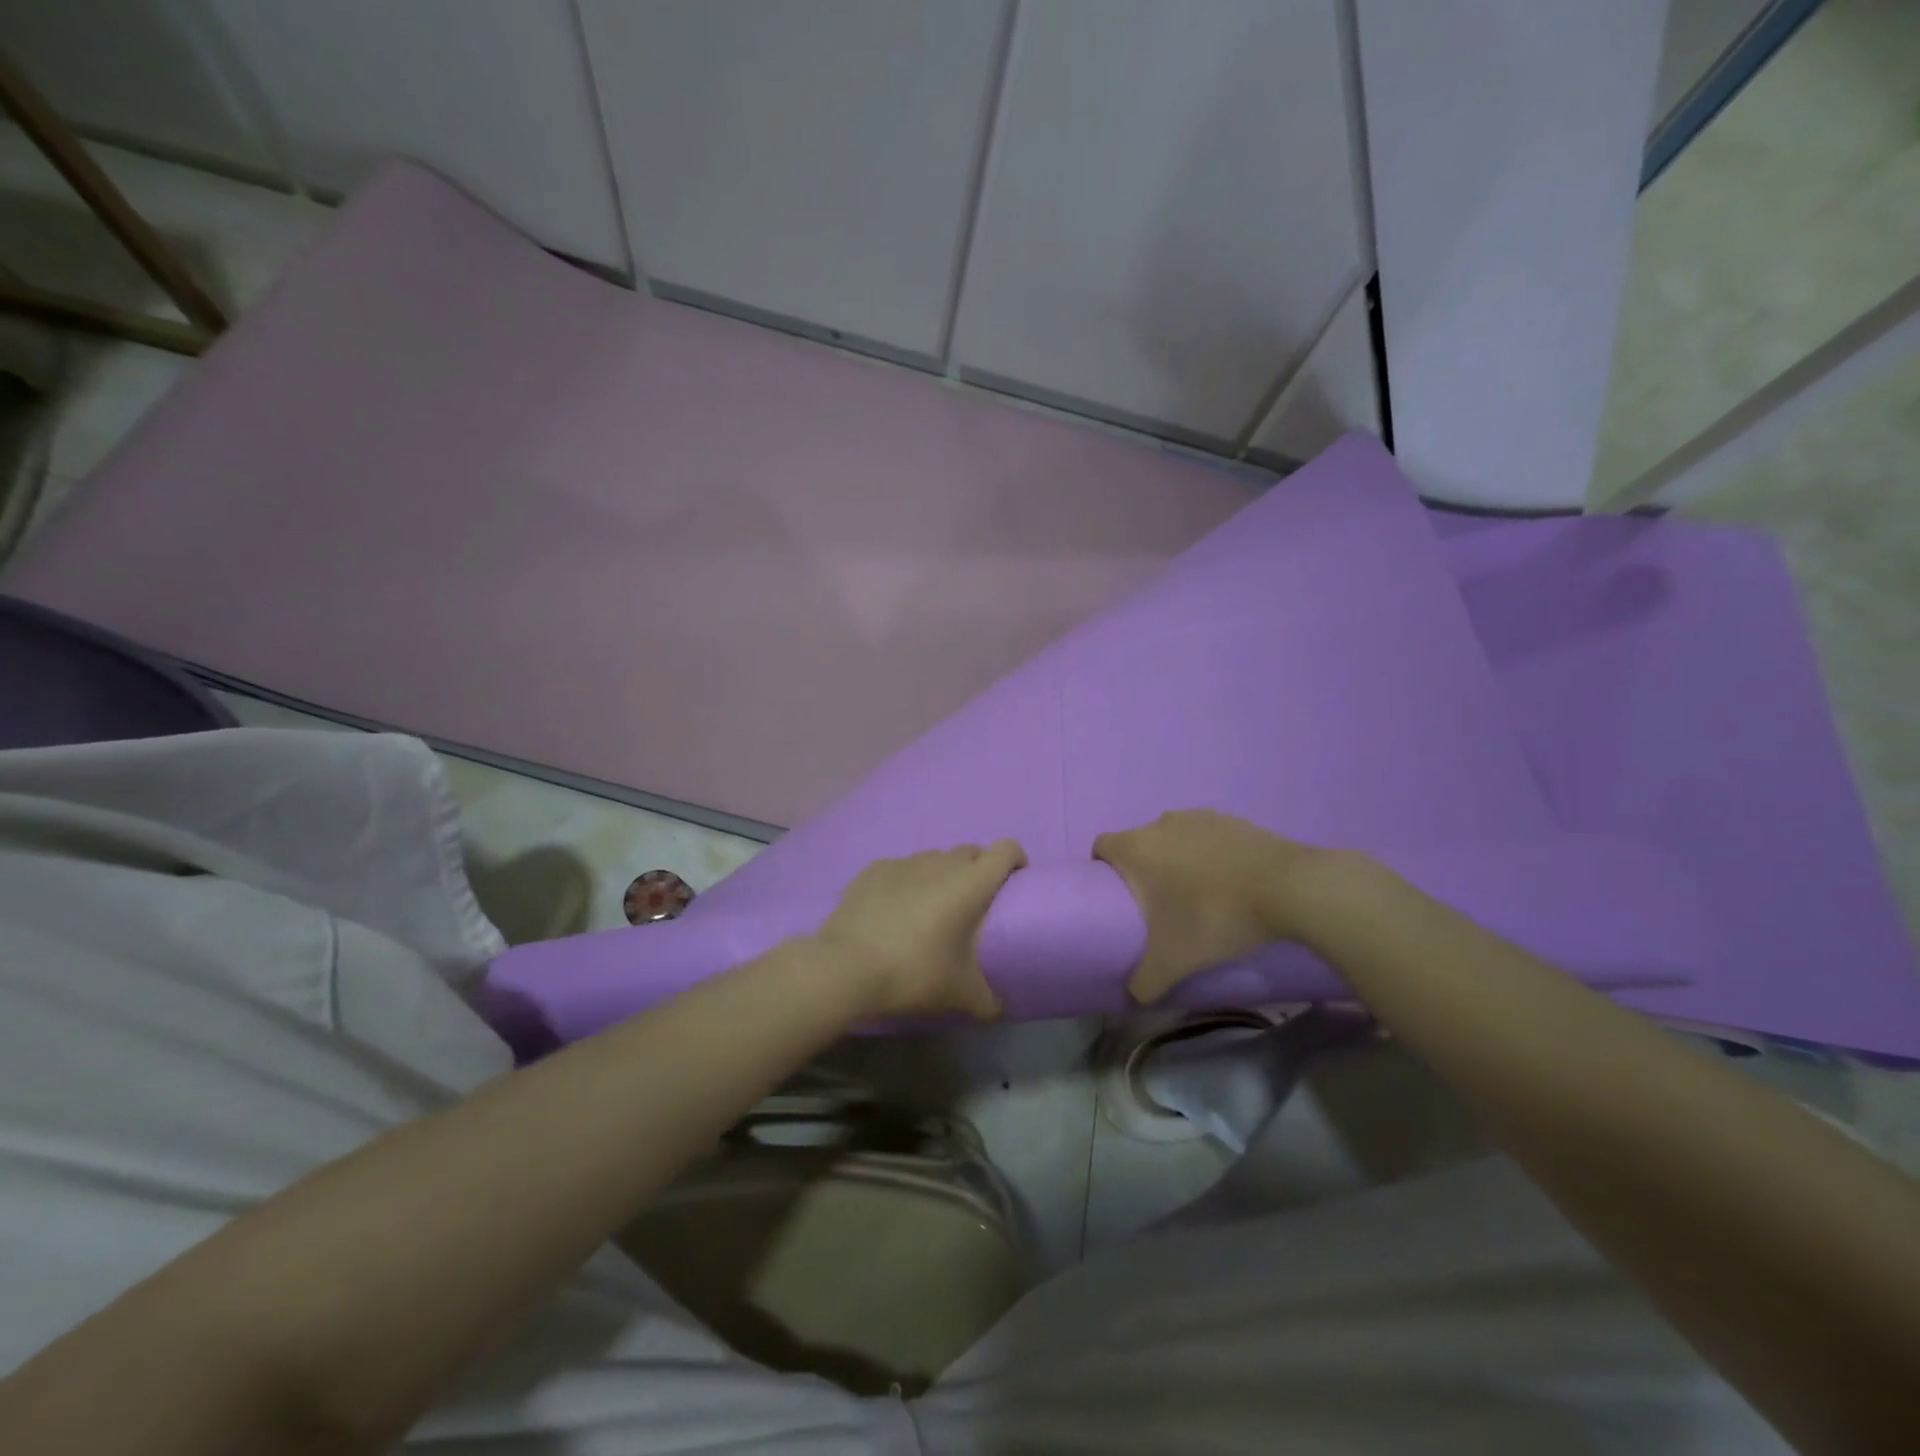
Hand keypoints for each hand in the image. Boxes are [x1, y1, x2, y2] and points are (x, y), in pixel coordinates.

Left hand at [813, 841, 1026, 1020]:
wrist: (845, 967)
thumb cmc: (915, 973)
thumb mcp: (961, 996)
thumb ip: (989, 1002)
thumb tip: (1000, 1010)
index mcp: (971, 883)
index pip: (1006, 849)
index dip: (1016, 860)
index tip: (1016, 882)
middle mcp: (940, 862)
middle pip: (971, 852)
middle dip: (979, 870)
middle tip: (974, 905)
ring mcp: (904, 862)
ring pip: (935, 859)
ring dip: (942, 876)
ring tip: (932, 910)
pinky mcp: (873, 870)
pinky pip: (902, 869)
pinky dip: (908, 883)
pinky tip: (895, 912)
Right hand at [1093, 810, 1347, 1004]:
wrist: (1288, 888)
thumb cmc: (1214, 917)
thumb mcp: (1174, 961)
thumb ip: (1145, 982)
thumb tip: (1134, 997)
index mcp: (1136, 847)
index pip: (1102, 847)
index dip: (1102, 869)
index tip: (1117, 897)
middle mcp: (1161, 823)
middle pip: (1139, 843)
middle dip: (1144, 871)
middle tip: (1159, 907)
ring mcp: (1200, 817)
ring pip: (1175, 839)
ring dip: (1178, 861)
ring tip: (1199, 896)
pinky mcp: (1234, 820)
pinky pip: (1208, 837)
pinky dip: (1211, 856)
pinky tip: (1230, 884)